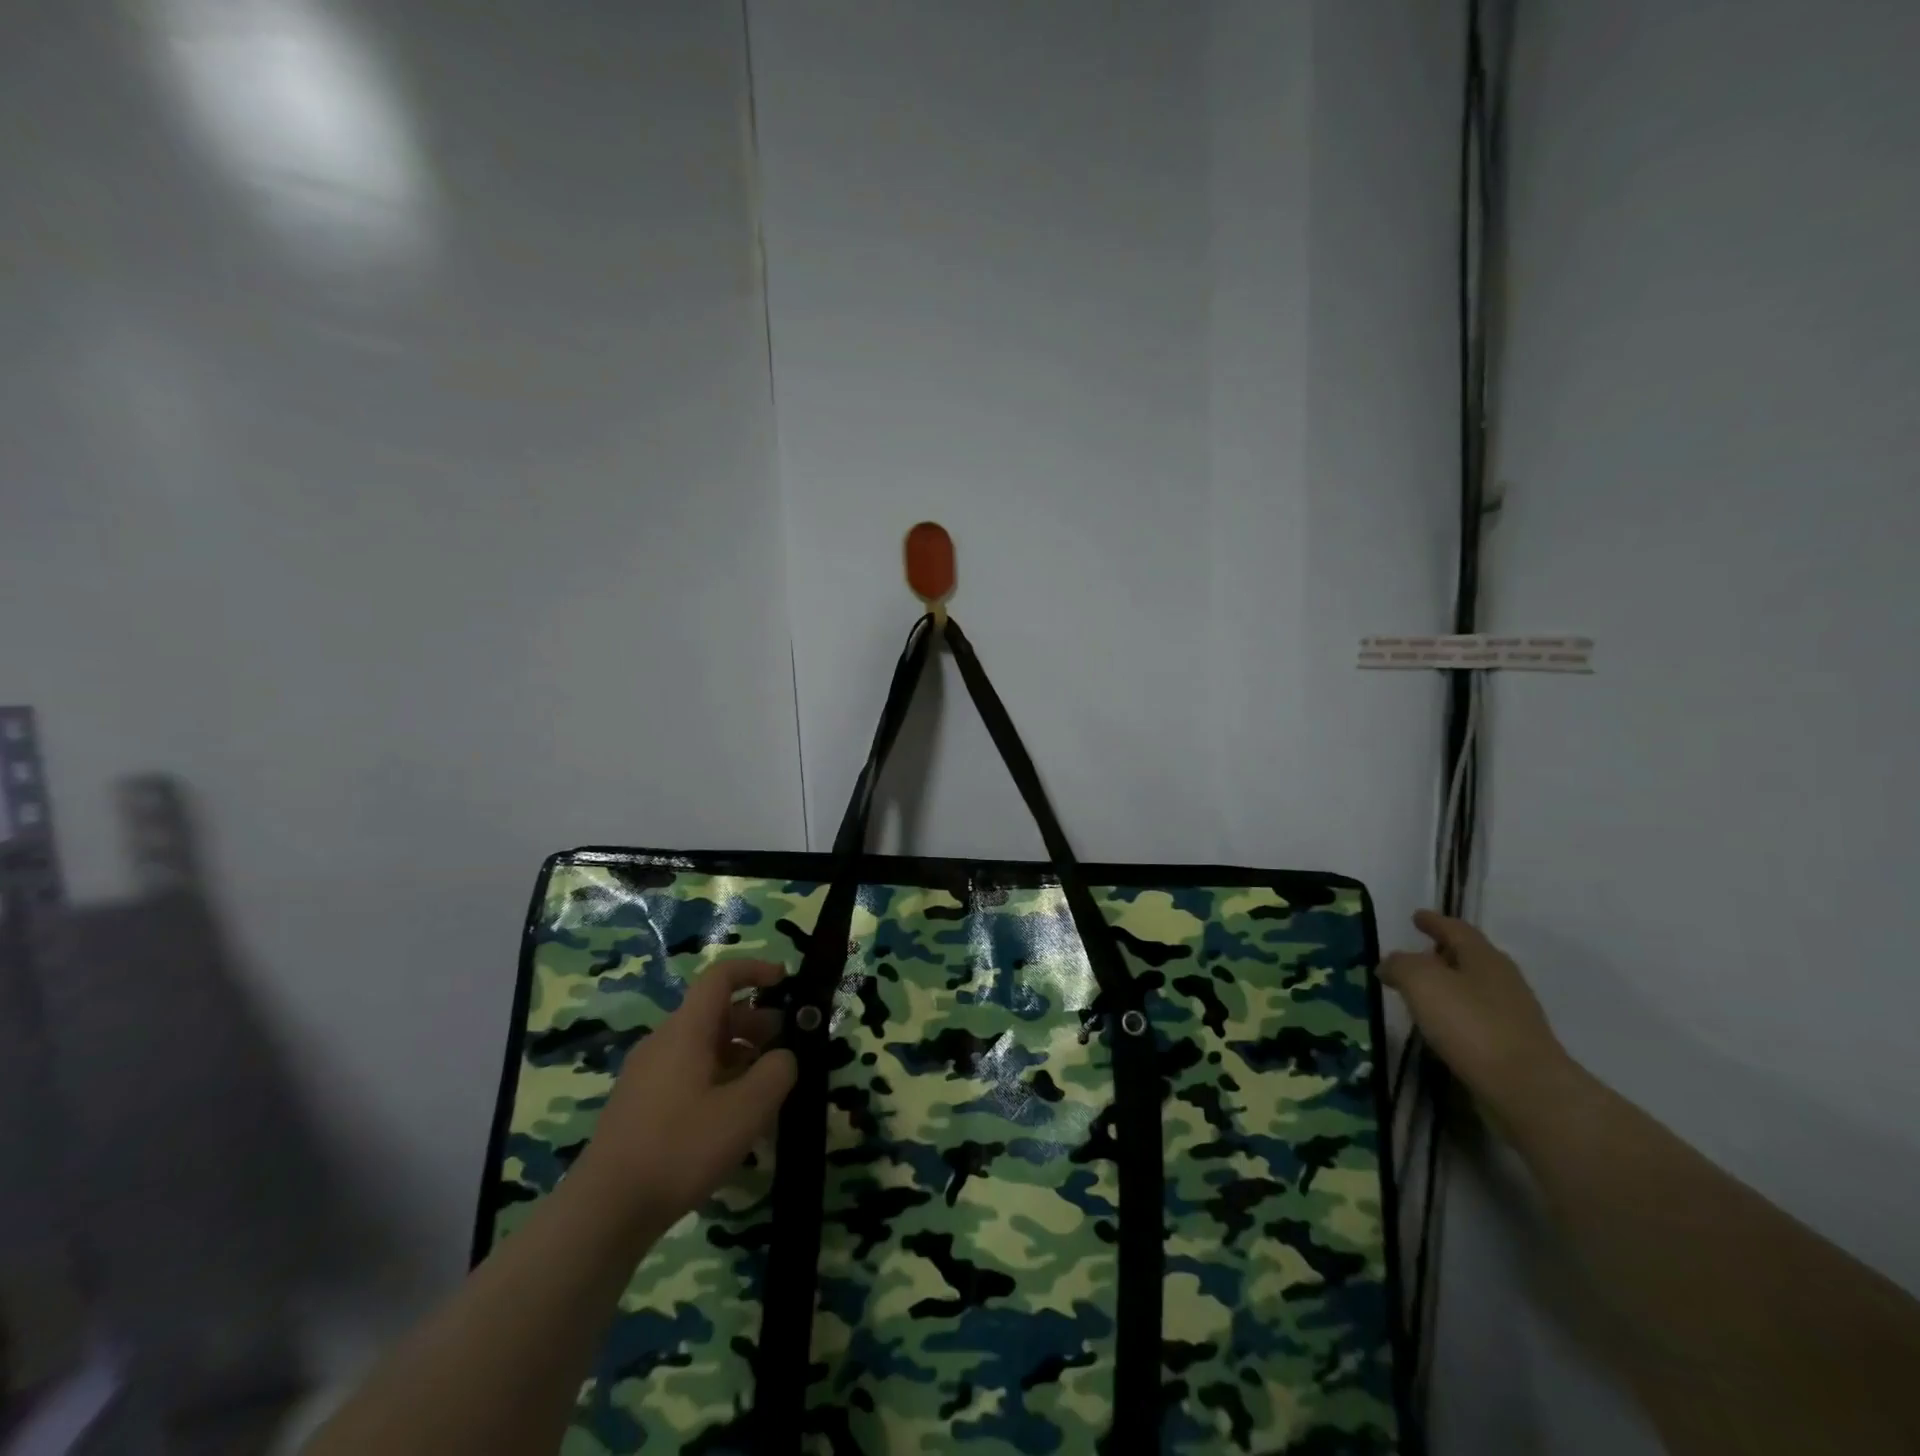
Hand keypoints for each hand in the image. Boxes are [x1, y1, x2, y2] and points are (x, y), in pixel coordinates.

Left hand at [572, 959, 797, 1232]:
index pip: (720, 976)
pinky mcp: (639, 1105)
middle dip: (756, 1022)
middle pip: (714, 1013)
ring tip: (766, 1089)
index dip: (755, 970)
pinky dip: (717, 1078)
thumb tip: (784, 1057)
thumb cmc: (681, 1148)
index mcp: (686, 1030)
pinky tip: (732, 1119)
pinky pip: (687, 1073)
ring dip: (739, 1054)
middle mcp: (663, 1041)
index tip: (786, 981)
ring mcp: (646, 1074)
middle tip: (787, 1048)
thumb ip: (777, 1072)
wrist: (604, 1211)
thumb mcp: (747, 1110)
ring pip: (701, 1045)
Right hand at [1380, 910, 1577, 1121]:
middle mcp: (1502, 980)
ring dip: (1448, 984)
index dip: (1434, 921)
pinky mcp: (1513, 1046)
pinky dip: (1455, 1013)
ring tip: (1420, 991)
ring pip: (1473, 987)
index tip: (1416, 916)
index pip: (1456, 929)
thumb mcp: (1421, 981)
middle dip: (1442, 952)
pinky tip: (1439, 1025)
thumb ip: (1400, 965)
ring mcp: (1512, 1015)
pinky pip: (1477, 1017)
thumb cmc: (1471, 1024)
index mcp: (1484, 957)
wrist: (1527, 1090)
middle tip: (1415, 954)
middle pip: (1469, 957)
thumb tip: (1389, 965)